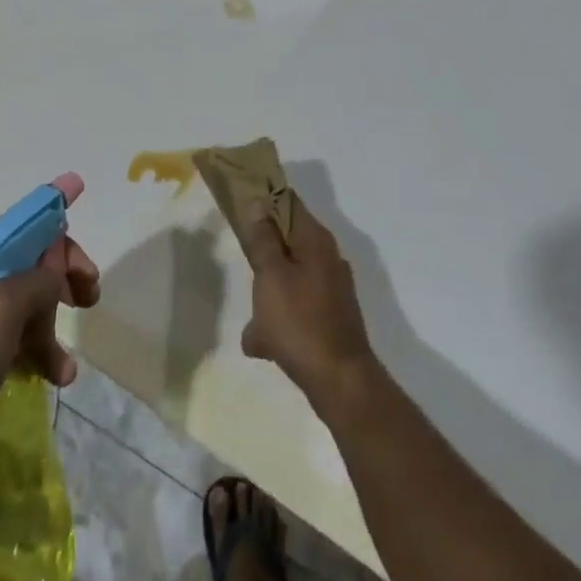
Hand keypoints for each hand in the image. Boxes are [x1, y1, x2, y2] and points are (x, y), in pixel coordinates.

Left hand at [0, 173, 100, 498]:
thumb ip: (37, 278)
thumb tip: (54, 270)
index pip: (20, 228)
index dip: (60, 245)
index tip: (88, 275)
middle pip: (20, 265)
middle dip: (57, 286)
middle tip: (87, 305)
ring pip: (13, 305)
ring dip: (46, 329)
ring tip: (65, 369)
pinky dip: (25, 351)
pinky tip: (48, 377)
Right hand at [235, 195, 376, 413]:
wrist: (339, 380)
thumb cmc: (299, 322)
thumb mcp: (271, 276)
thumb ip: (263, 239)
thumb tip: (260, 204)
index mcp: (316, 241)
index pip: (289, 202)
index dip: (265, 200)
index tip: (240, 204)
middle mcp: (328, 258)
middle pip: (288, 241)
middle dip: (263, 255)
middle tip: (243, 266)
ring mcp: (332, 289)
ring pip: (289, 278)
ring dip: (268, 295)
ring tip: (254, 322)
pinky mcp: (330, 316)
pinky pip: (296, 308)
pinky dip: (280, 320)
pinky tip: (264, 344)